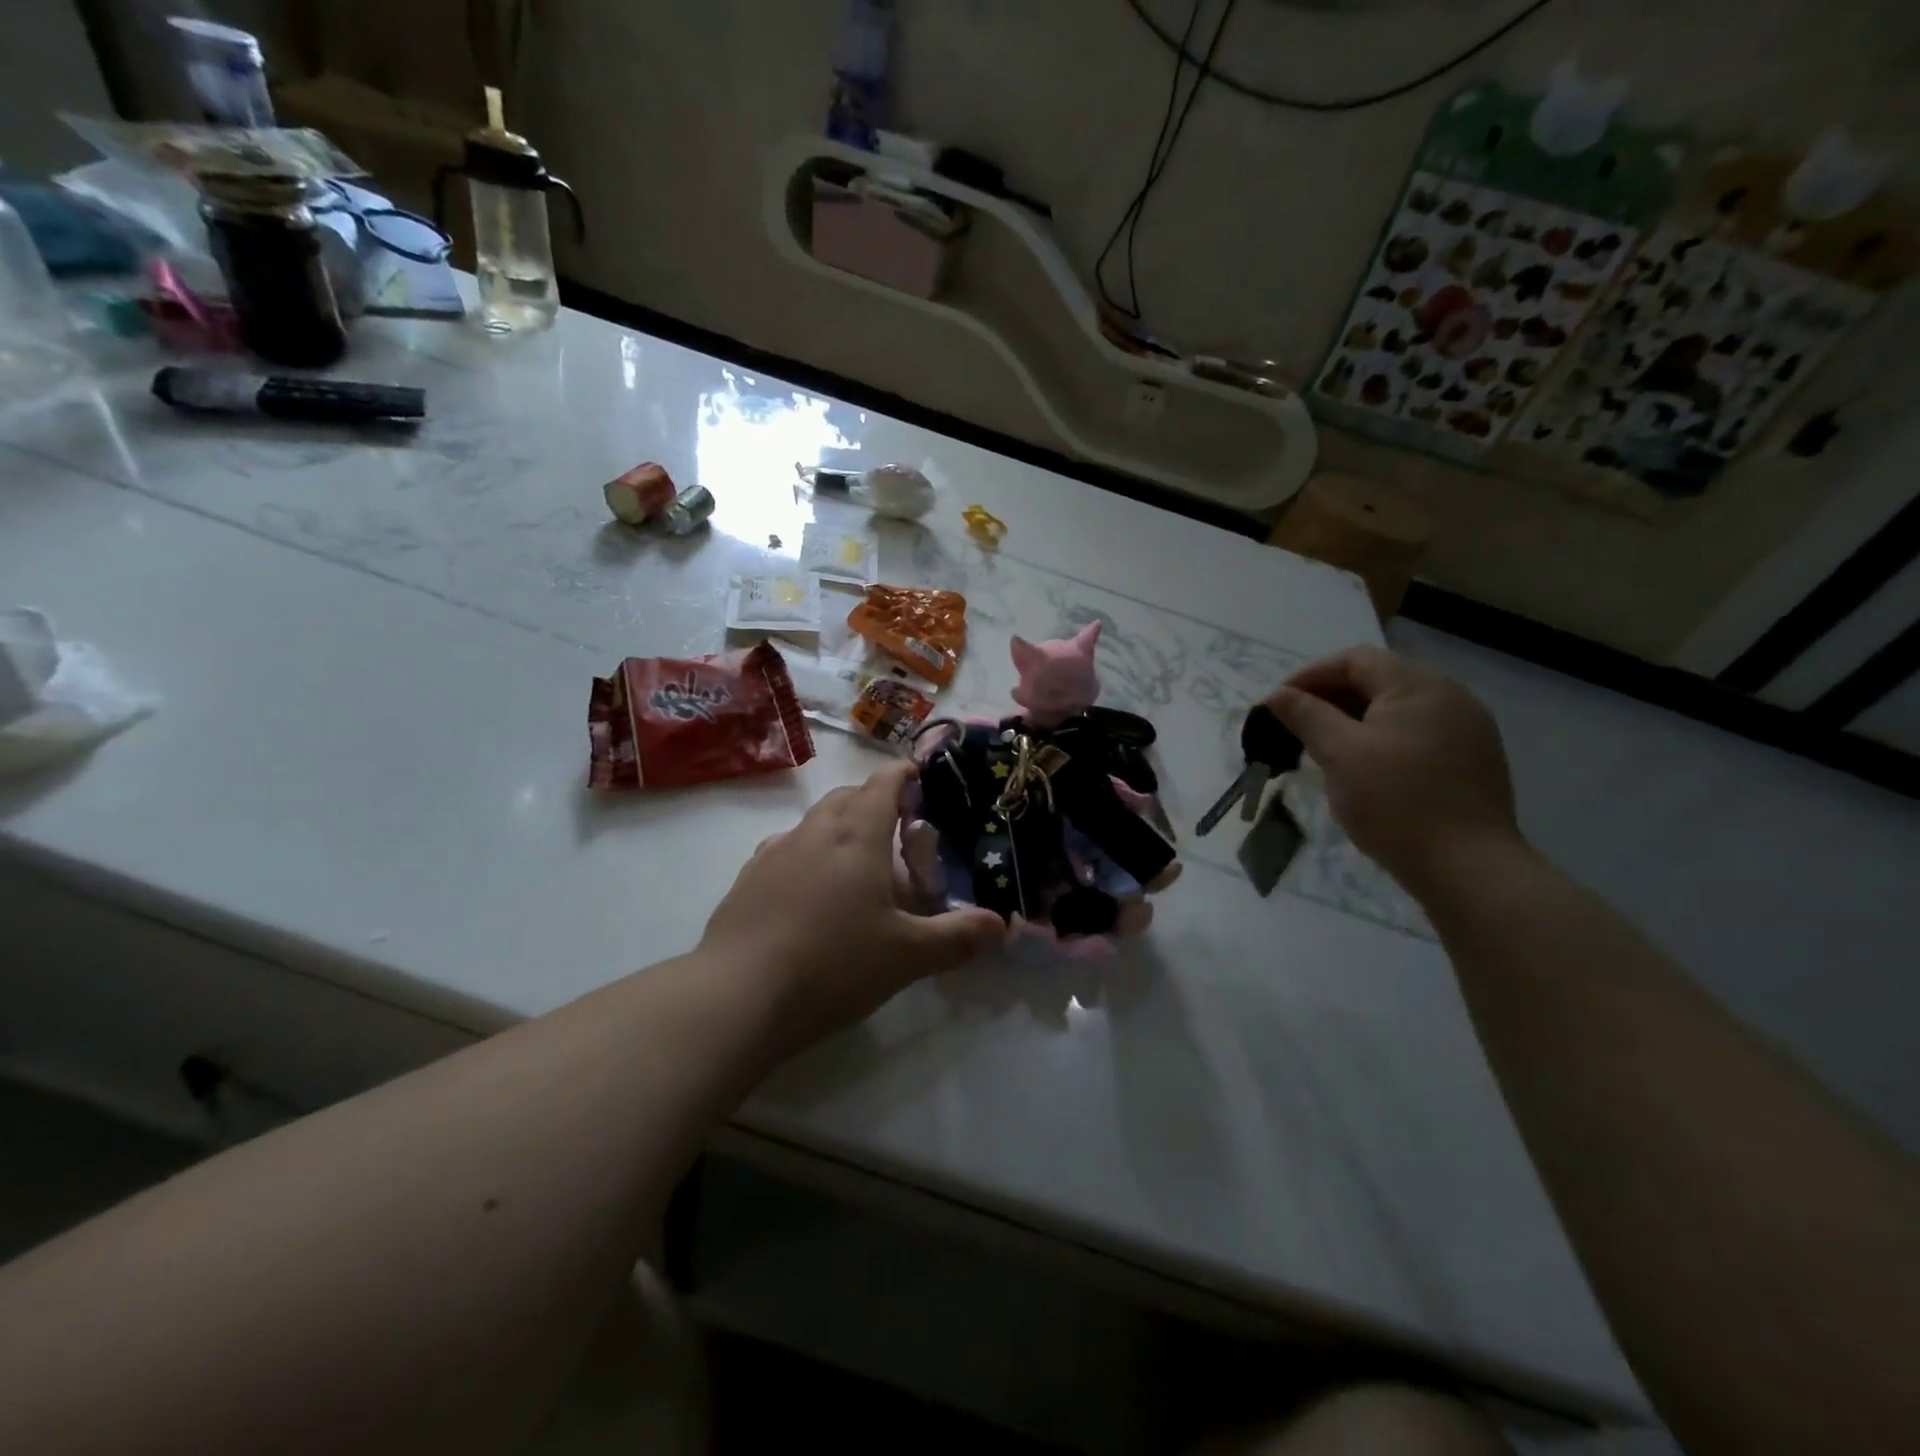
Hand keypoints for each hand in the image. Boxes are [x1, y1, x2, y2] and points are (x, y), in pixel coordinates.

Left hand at [699, 761, 1003, 1045]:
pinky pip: (785, 848)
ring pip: (814, 821)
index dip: (903, 775)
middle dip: (874, 800)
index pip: (883, 784)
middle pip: (847, 796)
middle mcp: (814, 832)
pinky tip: (809, 887)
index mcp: (857, 836)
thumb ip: (958, 937)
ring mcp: (774, 852)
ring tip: (856, 859)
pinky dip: (806, 852)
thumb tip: (1002, 924)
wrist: (739, 995)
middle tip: (898, 828)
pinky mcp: (747, 879)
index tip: (919, 777)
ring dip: (838, 825)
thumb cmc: (834, 964)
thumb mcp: (908, 956)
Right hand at [1264, 647, 1521, 893]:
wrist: (1467, 866)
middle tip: (1295, 728)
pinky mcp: (1472, 760)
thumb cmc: (1396, 802)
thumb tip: (1276, 695)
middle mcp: (1449, 696)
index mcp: (1418, 686)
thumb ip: (1306, 716)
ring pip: (1397, 709)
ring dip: (1354, 720)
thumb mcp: (1340, 754)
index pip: (1354, 660)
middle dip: (1330, 698)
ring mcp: (1466, 729)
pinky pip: (1416, 733)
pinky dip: (1381, 739)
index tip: (1278, 706)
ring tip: (1324, 749)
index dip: (1310, 676)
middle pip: (1378, 680)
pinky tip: (1365, 769)